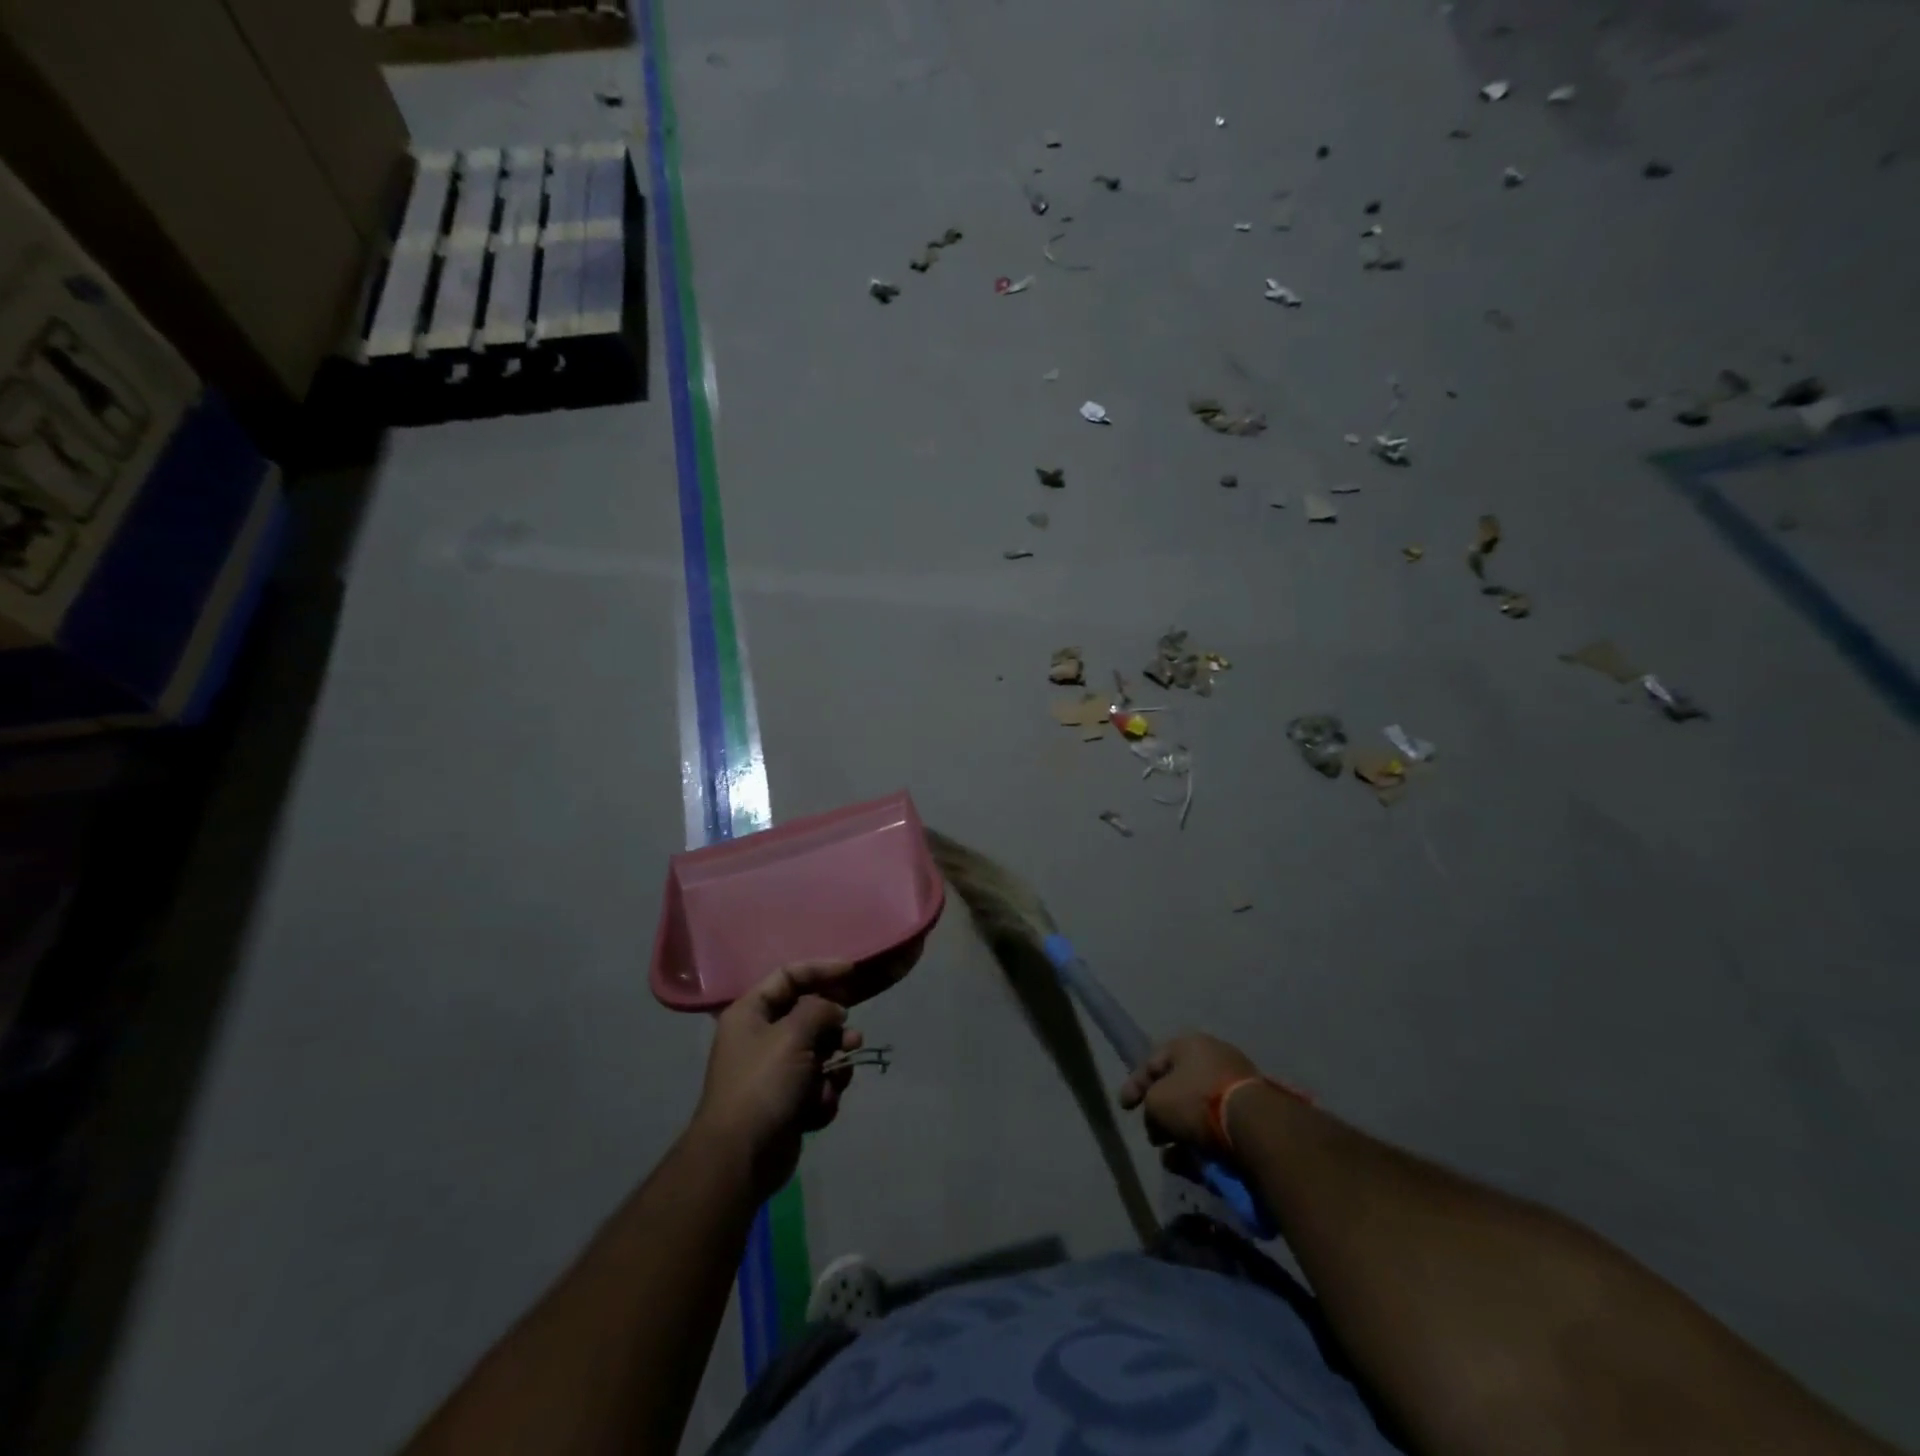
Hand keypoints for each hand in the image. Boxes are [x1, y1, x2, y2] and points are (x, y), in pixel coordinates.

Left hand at [693, 962, 863, 1197]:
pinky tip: (817, 1109)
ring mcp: (774, 1072)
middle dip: (834, 1029)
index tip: (852, 972)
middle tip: (852, 1038)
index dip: (821, 970)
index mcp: (751, 1014)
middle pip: (808, 1017)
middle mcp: (761, 1038)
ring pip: (819, 1054)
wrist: (742, 1158)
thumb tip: (833, 1011)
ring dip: (834, 1066)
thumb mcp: (793, 1035)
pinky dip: (823, 1095)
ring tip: (839, 1076)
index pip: (788, 976)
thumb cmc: (763, 1084)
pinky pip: (817, 1085)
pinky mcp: (787, 1103)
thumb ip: (819, 1010)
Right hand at [1118, 1032, 1259, 1153]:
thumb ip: (1149, 1107)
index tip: (1125, 1108)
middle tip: (1155, 1136)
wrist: (1255, 1128)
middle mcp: (1215, 1058)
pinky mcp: (1254, 1115)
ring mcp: (1237, 1086)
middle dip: (1163, 1114)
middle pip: (1179, 1088)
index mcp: (1190, 1045)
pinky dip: (1205, 1146)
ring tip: (1174, 1160)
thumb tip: (1159, 1124)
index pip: (1153, 1062)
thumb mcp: (1156, 1102)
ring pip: (1200, 1112)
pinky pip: (1220, 1129)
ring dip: (1183, 1135)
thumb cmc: (1197, 1103)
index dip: (1135, 1084)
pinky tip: (1196, 1167)